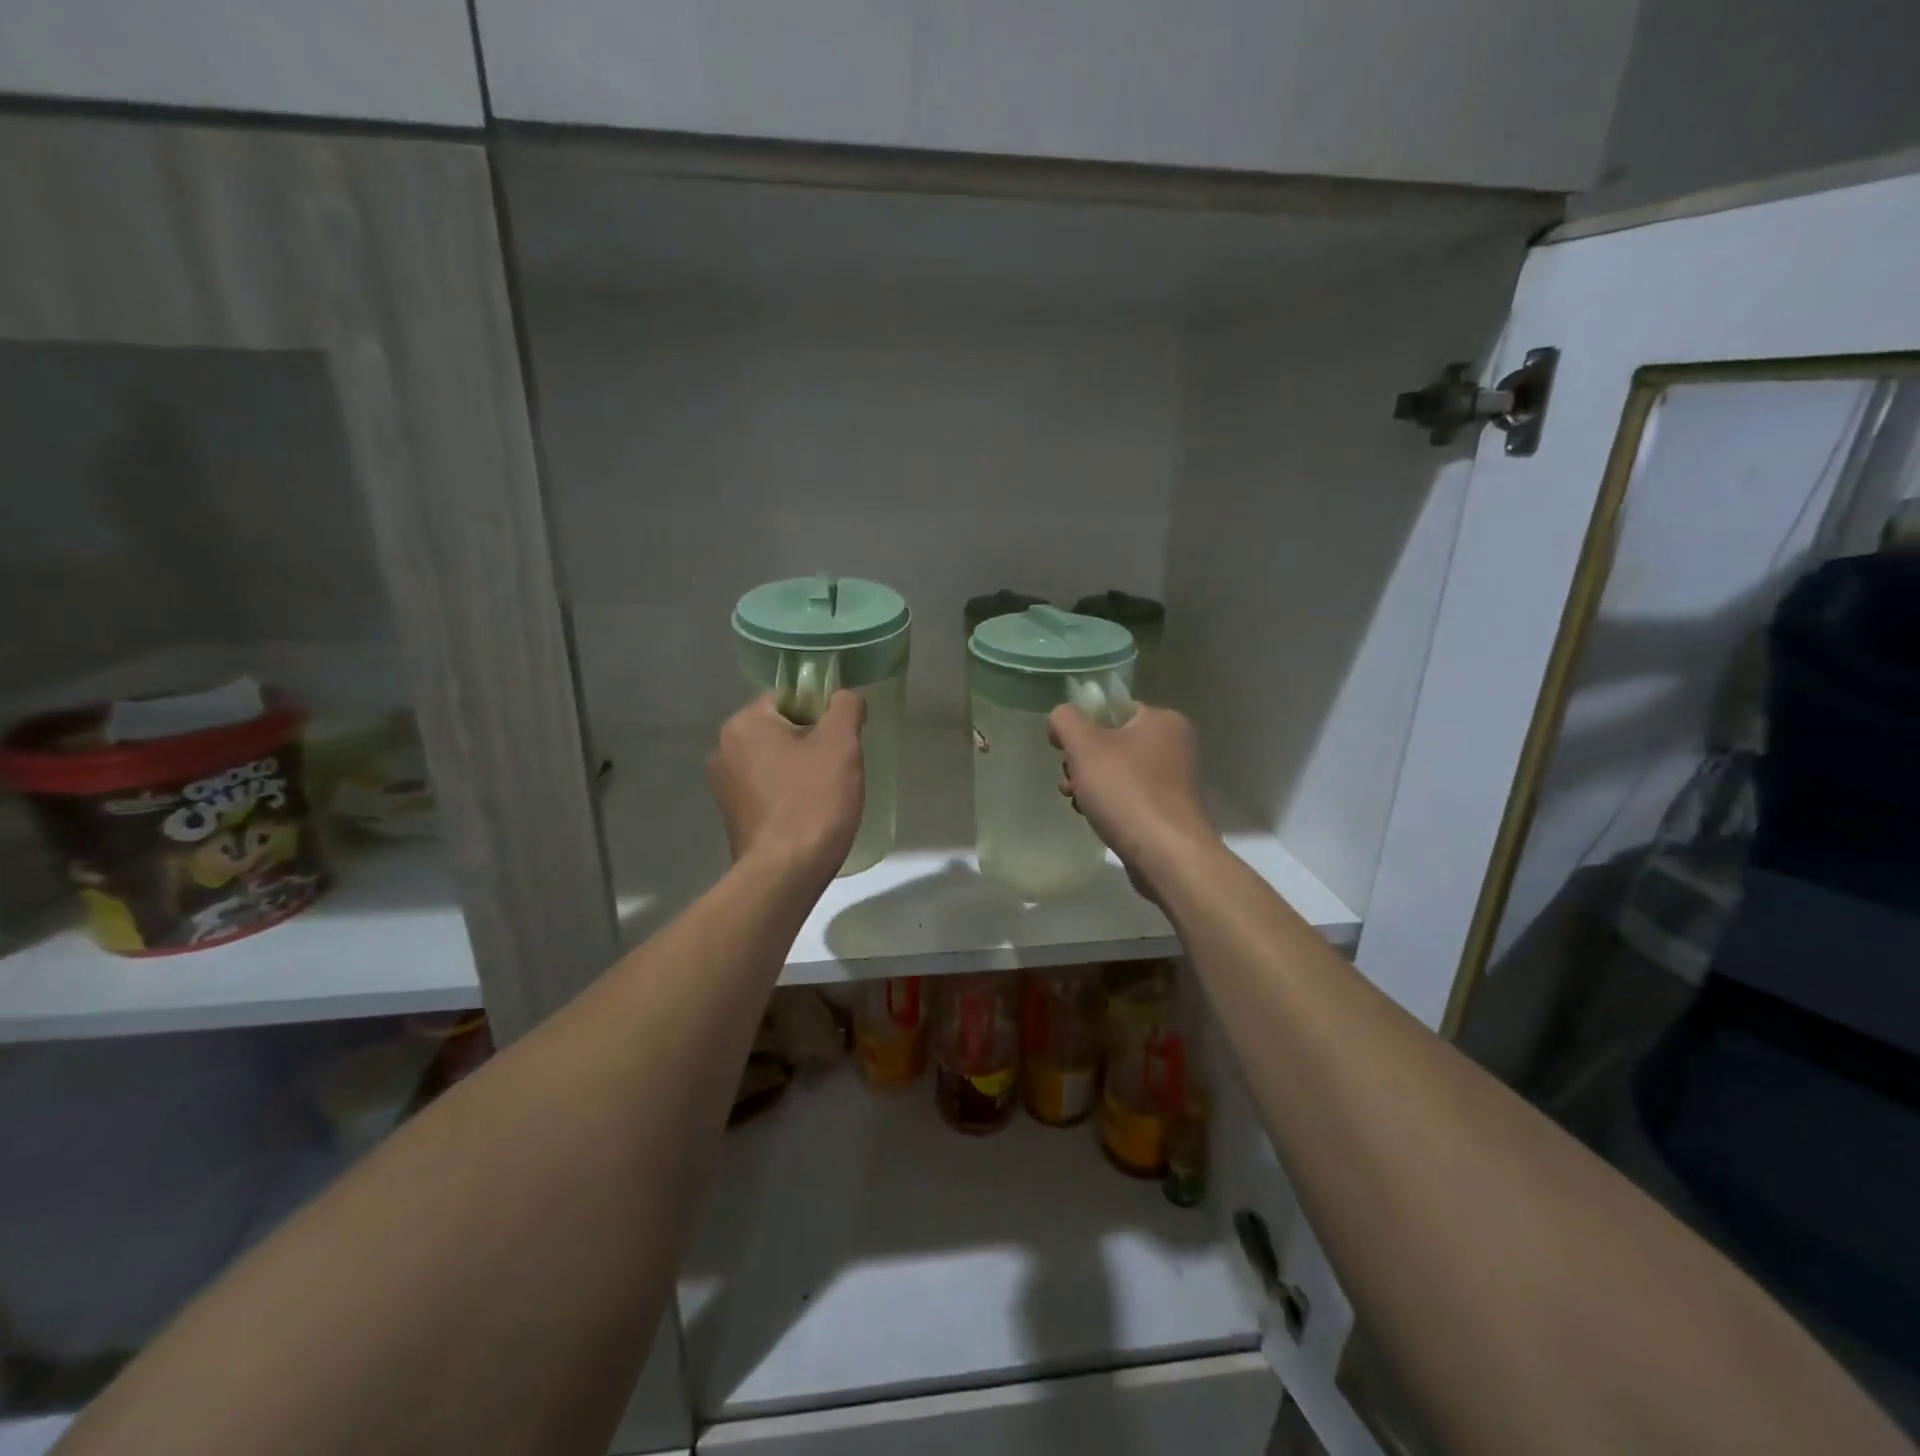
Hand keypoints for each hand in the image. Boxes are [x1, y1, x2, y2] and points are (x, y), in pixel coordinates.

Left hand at [708, 691, 865, 883]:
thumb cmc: (812, 802)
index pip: (788, 698)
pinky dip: (788, 794)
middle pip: (781, 729)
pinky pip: (767, 789)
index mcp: (744, 724)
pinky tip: (809, 813)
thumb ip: (845, 708)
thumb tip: (844, 697)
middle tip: (840, 766)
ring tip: (827, 793)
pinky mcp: (732, 816)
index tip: (842, 738)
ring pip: (775, 761)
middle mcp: (724, 749)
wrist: (785, 874)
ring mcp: (724, 786)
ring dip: (801, 769)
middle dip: (812, 742)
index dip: (821, 712)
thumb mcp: (841, 745)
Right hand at [1047, 702, 1219, 899]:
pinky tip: (1095, 818)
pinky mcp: (1169, 811)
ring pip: (1119, 771)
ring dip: (1091, 784)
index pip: (1113, 709)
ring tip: (1077, 803)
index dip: (1082, 726)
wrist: (1167, 855)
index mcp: (1162, 720)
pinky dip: (1110, 804)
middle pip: (1113, 742)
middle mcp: (1174, 745)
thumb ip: (1065, 720)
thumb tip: (1060, 719)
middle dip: (1083, 761)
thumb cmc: (1126, 791)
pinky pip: (1130, 796)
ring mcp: (1174, 780)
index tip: (1063, 750)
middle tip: (1069, 781)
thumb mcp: (1085, 746)